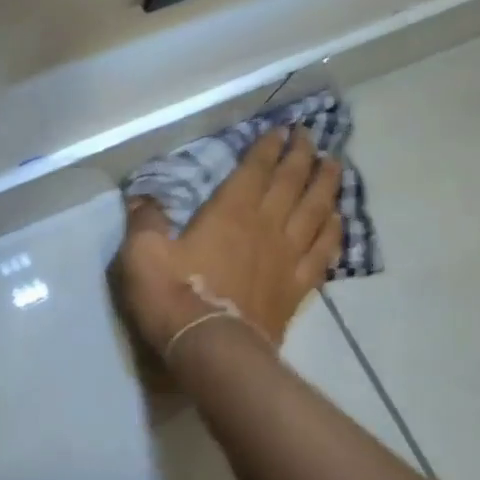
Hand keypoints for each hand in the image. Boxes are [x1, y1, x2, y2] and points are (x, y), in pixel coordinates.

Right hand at [113, 126, 342, 358]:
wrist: (212, 349)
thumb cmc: (173, 297)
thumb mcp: (142, 254)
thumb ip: (144, 222)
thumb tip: (141, 199)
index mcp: (229, 212)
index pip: (255, 170)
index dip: (268, 148)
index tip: (280, 130)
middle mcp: (265, 226)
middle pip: (291, 183)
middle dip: (301, 156)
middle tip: (310, 136)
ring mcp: (286, 257)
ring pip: (315, 211)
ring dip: (326, 185)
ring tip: (334, 165)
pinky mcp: (296, 287)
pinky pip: (323, 252)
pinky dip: (333, 232)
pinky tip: (338, 221)